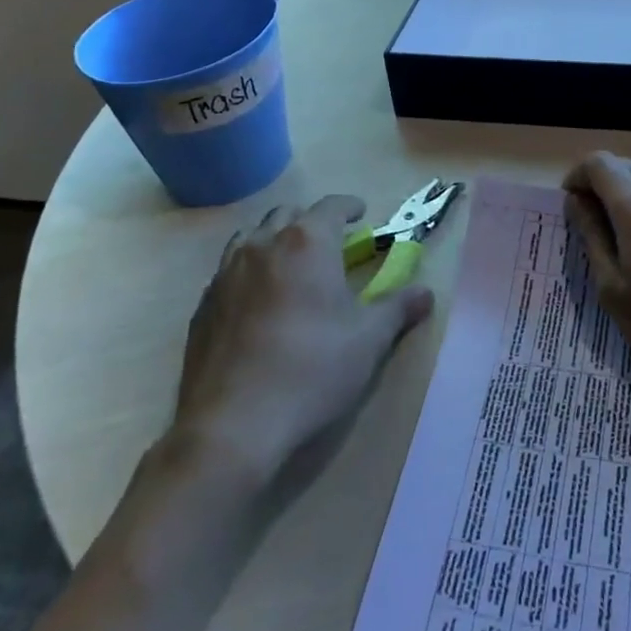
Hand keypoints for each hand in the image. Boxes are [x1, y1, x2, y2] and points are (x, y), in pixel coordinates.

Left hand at [172, 195, 433, 480]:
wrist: (233, 424)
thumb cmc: (312, 371)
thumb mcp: (368, 340)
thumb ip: (398, 308)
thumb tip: (426, 292)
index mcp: (307, 242)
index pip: (331, 206)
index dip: (349, 206)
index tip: (361, 213)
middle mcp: (264, 244)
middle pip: (289, 214)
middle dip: (312, 221)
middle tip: (330, 243)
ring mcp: (227, 272)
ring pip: (253, 236)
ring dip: (276, 239)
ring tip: (291, 263)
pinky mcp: (204, 304)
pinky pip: (229, 268)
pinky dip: (249, 269)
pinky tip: (258, 299)